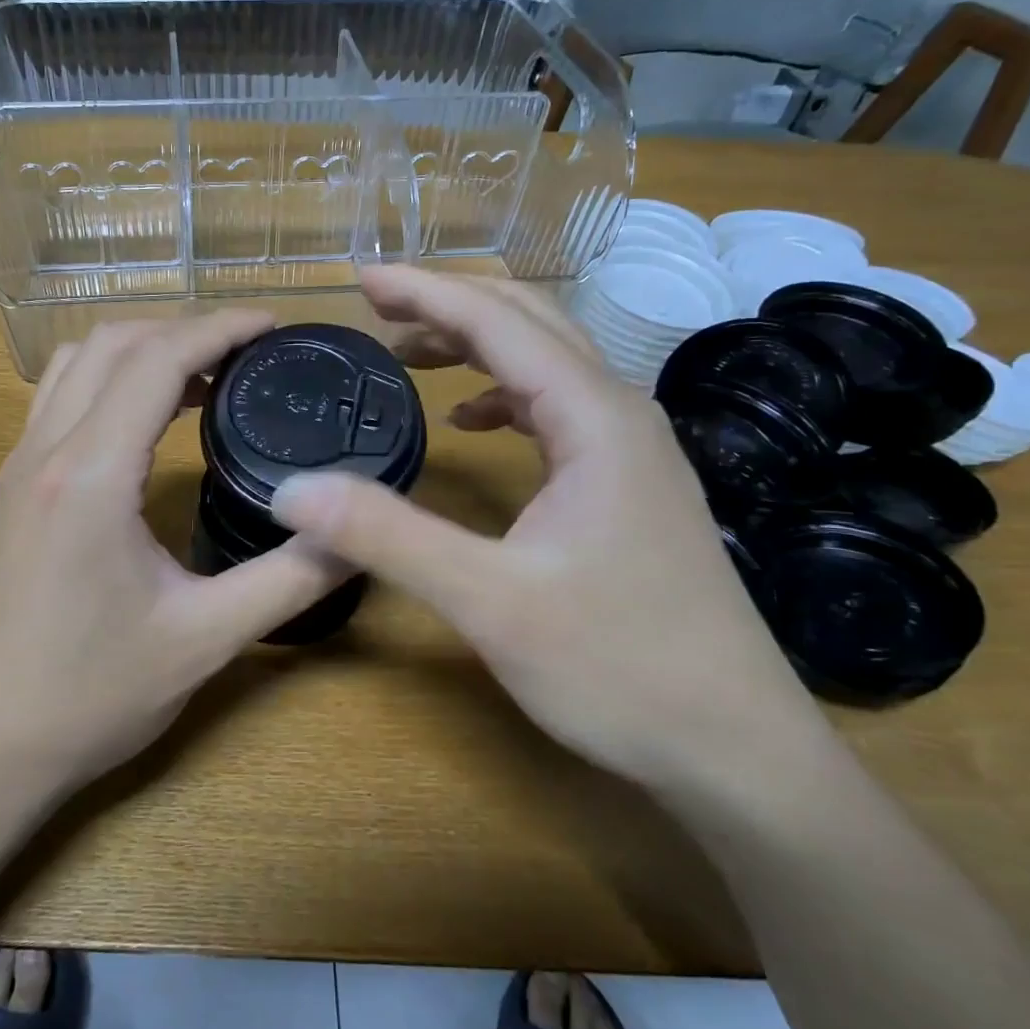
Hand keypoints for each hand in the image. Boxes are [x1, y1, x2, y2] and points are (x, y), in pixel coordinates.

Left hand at [0, 312, 342, 797]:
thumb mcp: (204, 639)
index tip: (275, 324)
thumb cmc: (88, 696)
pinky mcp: (11, 487)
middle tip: (249, 353)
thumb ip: (289, 578)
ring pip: (78, 362)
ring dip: (142, 349)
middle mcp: (46, 450)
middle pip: (115, 343)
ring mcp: (18, 465)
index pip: (158, 360)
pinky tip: (146, 419)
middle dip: (186, 329)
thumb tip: (358, 532)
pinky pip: (60, 396)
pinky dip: (109, 379)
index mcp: (91, 474)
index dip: (221, 328)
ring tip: (205, 378)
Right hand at [269, 266, 830, 792]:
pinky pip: (557, 409)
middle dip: (448, 303)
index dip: (425, 291)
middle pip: (529, 322)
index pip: (499, 322)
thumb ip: (387, 538)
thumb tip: (293, 492)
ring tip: (409, 352)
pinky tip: (472, 421)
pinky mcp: (626, 484)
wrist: (737, 749)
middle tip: (376, 305)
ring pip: (545, 362)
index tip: (360, 279)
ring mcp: (630, 450)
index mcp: (595, 417)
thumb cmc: (621, 668)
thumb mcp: (490, 602)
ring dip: (476, 343)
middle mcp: (619, 414)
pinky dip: (504, 394)